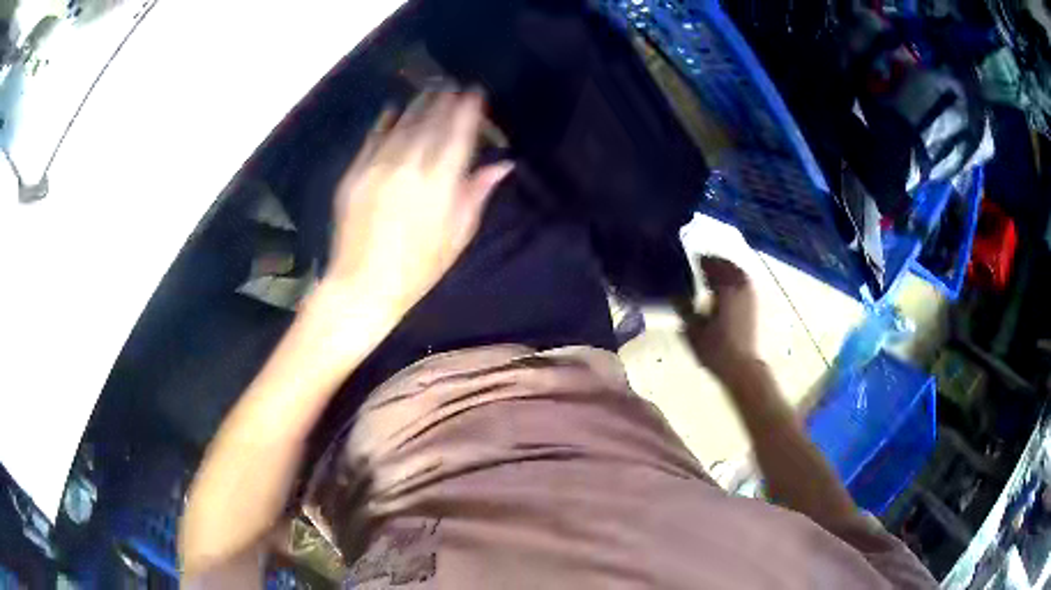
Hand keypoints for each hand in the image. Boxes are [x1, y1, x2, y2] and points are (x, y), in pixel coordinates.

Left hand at [324, 89, 512, 317]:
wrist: (363, 283)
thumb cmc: (418, 266)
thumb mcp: (457, 235)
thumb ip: (477, 193)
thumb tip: (502, 165)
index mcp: (440, 181)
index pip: (458, 133)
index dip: (468, 110)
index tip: (475, 92)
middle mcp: (410, 165)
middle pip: (430, 122)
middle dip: (443, 100)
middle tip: (451, 84)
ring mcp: (378, 166)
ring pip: (401, 124)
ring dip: (417, 104)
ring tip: (428, 89)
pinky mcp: (355, 173)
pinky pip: (373, 138)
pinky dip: (384, 121)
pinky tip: (392, 109)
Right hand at [675, 256, 757, 379]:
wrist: (741, 366)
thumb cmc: (715, 349)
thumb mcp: (692, 329)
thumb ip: (683, 307)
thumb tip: (673, 292)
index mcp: (725, 288)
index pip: (711, 265)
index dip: (701, 260)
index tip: (690, 258)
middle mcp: (739, 287)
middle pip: (727, 266)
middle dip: (715, 262)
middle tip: (700, 263)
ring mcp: (748, 295)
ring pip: (737, 272)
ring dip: (726, 269)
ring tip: (712, 273)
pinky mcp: (752, 305)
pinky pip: (742, 282)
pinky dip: (733, 278)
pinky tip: (724, 287)